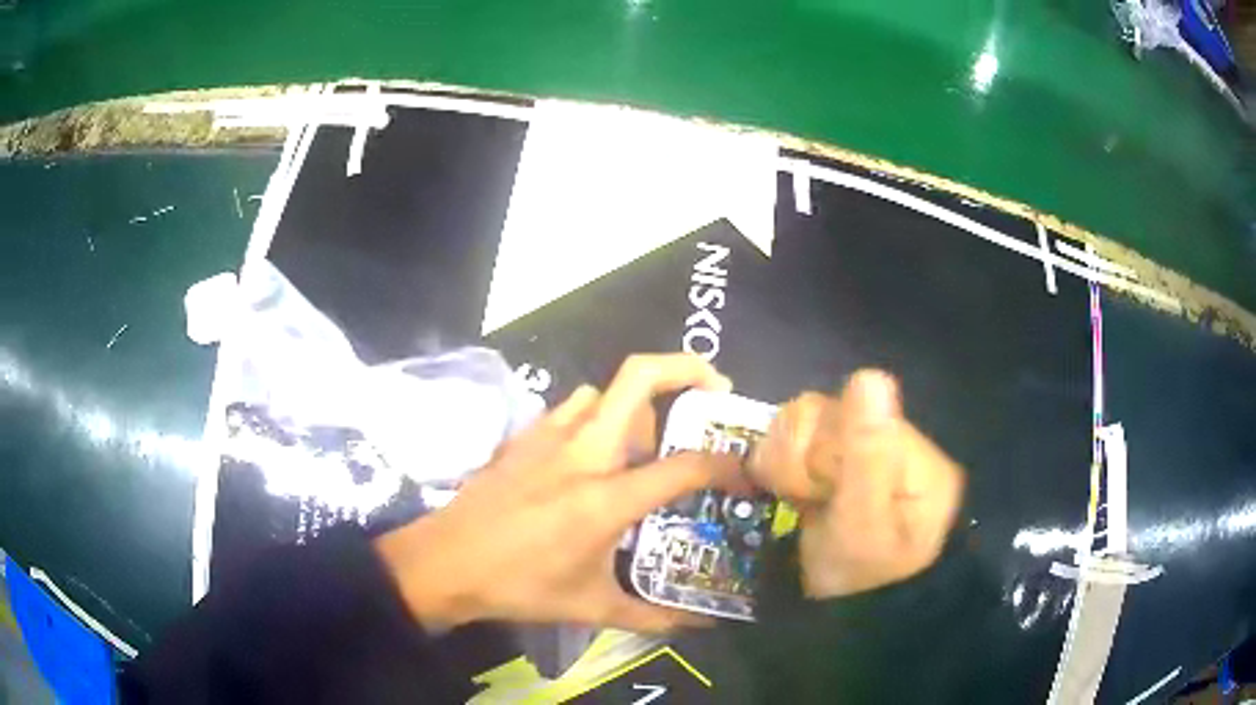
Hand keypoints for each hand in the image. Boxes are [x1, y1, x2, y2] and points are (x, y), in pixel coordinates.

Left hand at [375, 354, 741, 632]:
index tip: (745, 473)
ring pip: (605, 389)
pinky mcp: (525, 435)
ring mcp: (549, 436)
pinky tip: (596, 452)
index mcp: (605, 498)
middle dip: (689, 368)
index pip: (684, 465)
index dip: (726, 464)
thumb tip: (701, 623)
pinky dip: (598, 414)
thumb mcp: (592, 608)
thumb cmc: (519, 587)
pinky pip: (573, 406)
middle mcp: (583, 452)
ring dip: (638, 401)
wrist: (445, 562)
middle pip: (640, 376)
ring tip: (651, 437)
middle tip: (715, 392)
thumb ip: (654, 616)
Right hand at [749, 370, 964, 598]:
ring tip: (799, 498)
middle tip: (806, 497)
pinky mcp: (836, 467)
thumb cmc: (862, 577)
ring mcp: (860, 454)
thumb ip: (867, 452)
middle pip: (821, 411)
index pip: (847, 408)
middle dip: (800, 456)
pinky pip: (795, 443)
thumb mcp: (865, 523)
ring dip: (787, 462)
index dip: (818, 445)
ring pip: (801, 424)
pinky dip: (783, 467)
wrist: (852, 618)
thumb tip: (870, 374)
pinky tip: (794, 493)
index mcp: (907, 451)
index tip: (816, 488)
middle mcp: (886, 441)